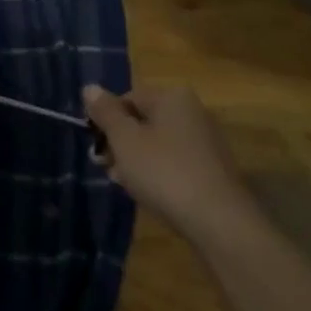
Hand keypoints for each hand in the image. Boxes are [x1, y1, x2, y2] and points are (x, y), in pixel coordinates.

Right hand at [83, 84, 253, 238]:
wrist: (220, 223)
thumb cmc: (165, 171)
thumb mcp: (125, 140)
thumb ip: (105, 113)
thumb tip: (89, 87)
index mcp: (172, 96)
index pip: (128, 98)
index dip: (107, 121)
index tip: (97, 148)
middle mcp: (192, 111)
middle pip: (144, 121)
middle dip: (122, 144)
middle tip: (107, 169)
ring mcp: (206, 142)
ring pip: (159, 144)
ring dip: (138, 161)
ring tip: (125, 185)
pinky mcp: (213, 171)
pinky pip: (176, 163)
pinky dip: (160, 174)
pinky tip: (151, 195)